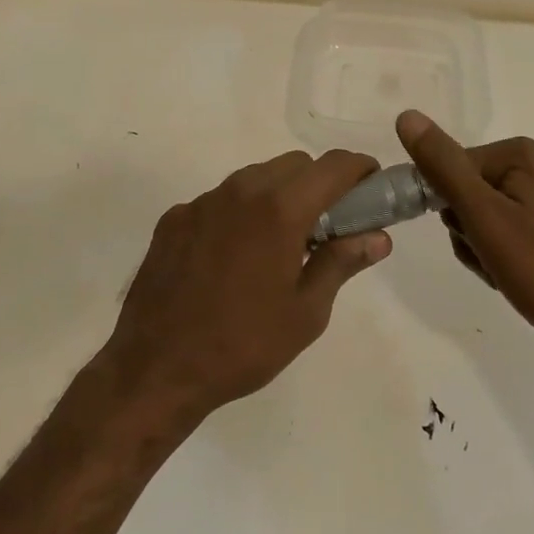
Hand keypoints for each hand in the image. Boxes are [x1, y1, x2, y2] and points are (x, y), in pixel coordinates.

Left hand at [101, 150, 392, 425]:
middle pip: (294, 164)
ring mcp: (203, 201)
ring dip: (277, 196)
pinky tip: (232, 258)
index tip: (370, 187)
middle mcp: (241, 190)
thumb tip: (378, 237)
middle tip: (327, 226)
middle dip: (319, 183)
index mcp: (280, 209)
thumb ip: (342, 263)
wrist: (156, 368)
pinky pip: (219, 200)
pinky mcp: (174, 217)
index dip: (359, 169)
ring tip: (278, 245)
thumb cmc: (243, 345)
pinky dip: (238, 214)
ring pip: (255, 178)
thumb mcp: (306, 313)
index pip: (332, 165)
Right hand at [396, 110, 533, 353]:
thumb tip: (406, 116)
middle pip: (468, 191)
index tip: (472, 241)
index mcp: (520, 153)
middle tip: (492, 260)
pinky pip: (510, 228)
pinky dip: (505, 253)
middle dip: (469, 231)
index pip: (452, 168)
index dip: (450, 209)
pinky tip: (520, 276)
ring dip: (484, 247)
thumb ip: (443, 167)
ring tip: (508, 273)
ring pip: (486, 215)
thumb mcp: (484, 216)